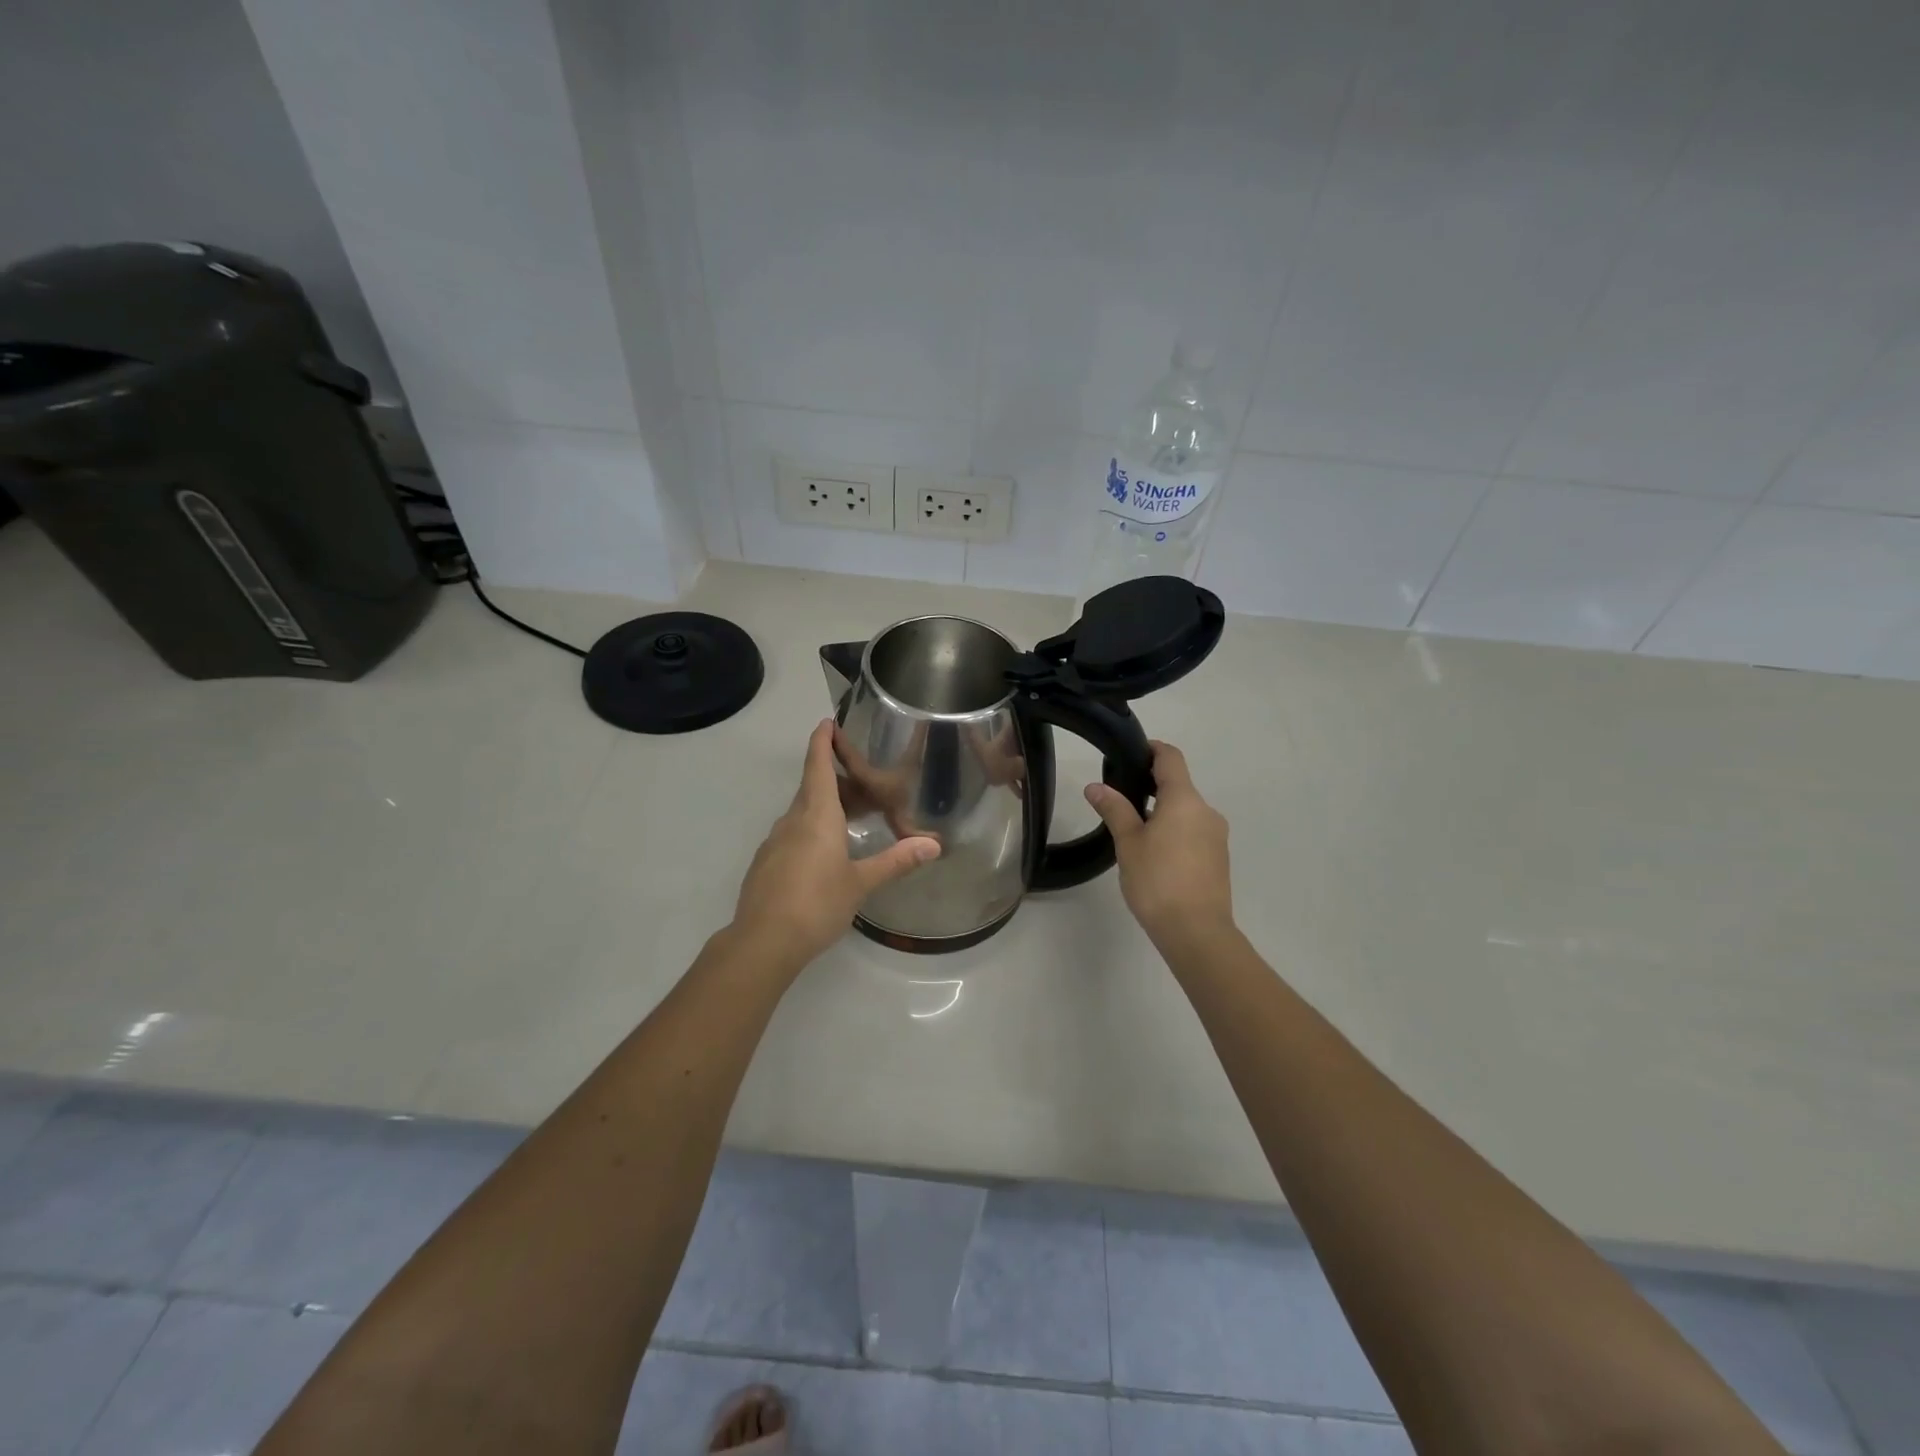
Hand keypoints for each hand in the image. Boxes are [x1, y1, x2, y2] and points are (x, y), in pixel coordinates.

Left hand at [731, 720, 940, 966]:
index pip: (818, 764)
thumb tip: (934, 845)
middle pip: (815, 787)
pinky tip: (828, 854)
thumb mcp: (861, 882)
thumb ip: (896, 860)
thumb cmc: (816, 903)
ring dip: (828, 807)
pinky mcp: (767, 863)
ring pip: (804, 812)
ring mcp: (775, 841)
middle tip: (870, 786)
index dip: (822, 741)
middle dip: (840, 781)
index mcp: (816, 814)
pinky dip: (814, 830)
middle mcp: (792, 820)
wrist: (763, 941)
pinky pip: (794, 833)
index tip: (828, 722)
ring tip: (855, 820)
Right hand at [1085, 740, 1232, 950]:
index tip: (1129, 752)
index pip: (1171, 758)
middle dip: (1150, 784)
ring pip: (1186, 810)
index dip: (1151, 749)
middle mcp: (1206, 811)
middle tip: (1119, 796)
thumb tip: (1095, 786)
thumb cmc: (1158, 881)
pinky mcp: (1218, 857)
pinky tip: (1153, 852)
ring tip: (1132, 828)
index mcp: (1185, 800)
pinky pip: (1193, 831)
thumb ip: (1114, 809)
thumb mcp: (1128, 843)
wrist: (1197, 931)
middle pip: (1179, 784)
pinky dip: (1174, 830)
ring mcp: (1216, 835)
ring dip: (1162, 810)